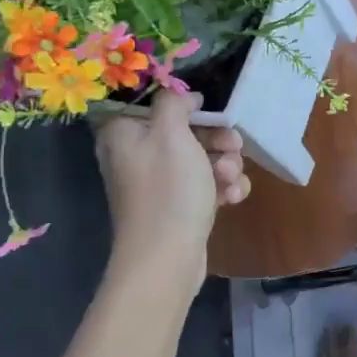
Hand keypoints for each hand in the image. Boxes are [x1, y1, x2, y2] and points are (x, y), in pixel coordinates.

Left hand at [95, 92, 249, 287]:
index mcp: (123, 133)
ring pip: (201, 158)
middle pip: (184, 131)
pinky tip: (232, 198)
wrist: (167, 259)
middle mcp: (135, 155)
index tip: (207, 111)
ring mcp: (157, 183)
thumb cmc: (167, 189)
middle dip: (217, 139)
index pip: (153, 103)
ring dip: (225, 164)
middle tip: (233, 146)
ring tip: (230, 180)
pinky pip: (203, 185)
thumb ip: (174, 103)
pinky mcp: (176, 206)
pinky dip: (221, 188)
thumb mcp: (171, 133)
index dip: (184, 105)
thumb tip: (183, 97)